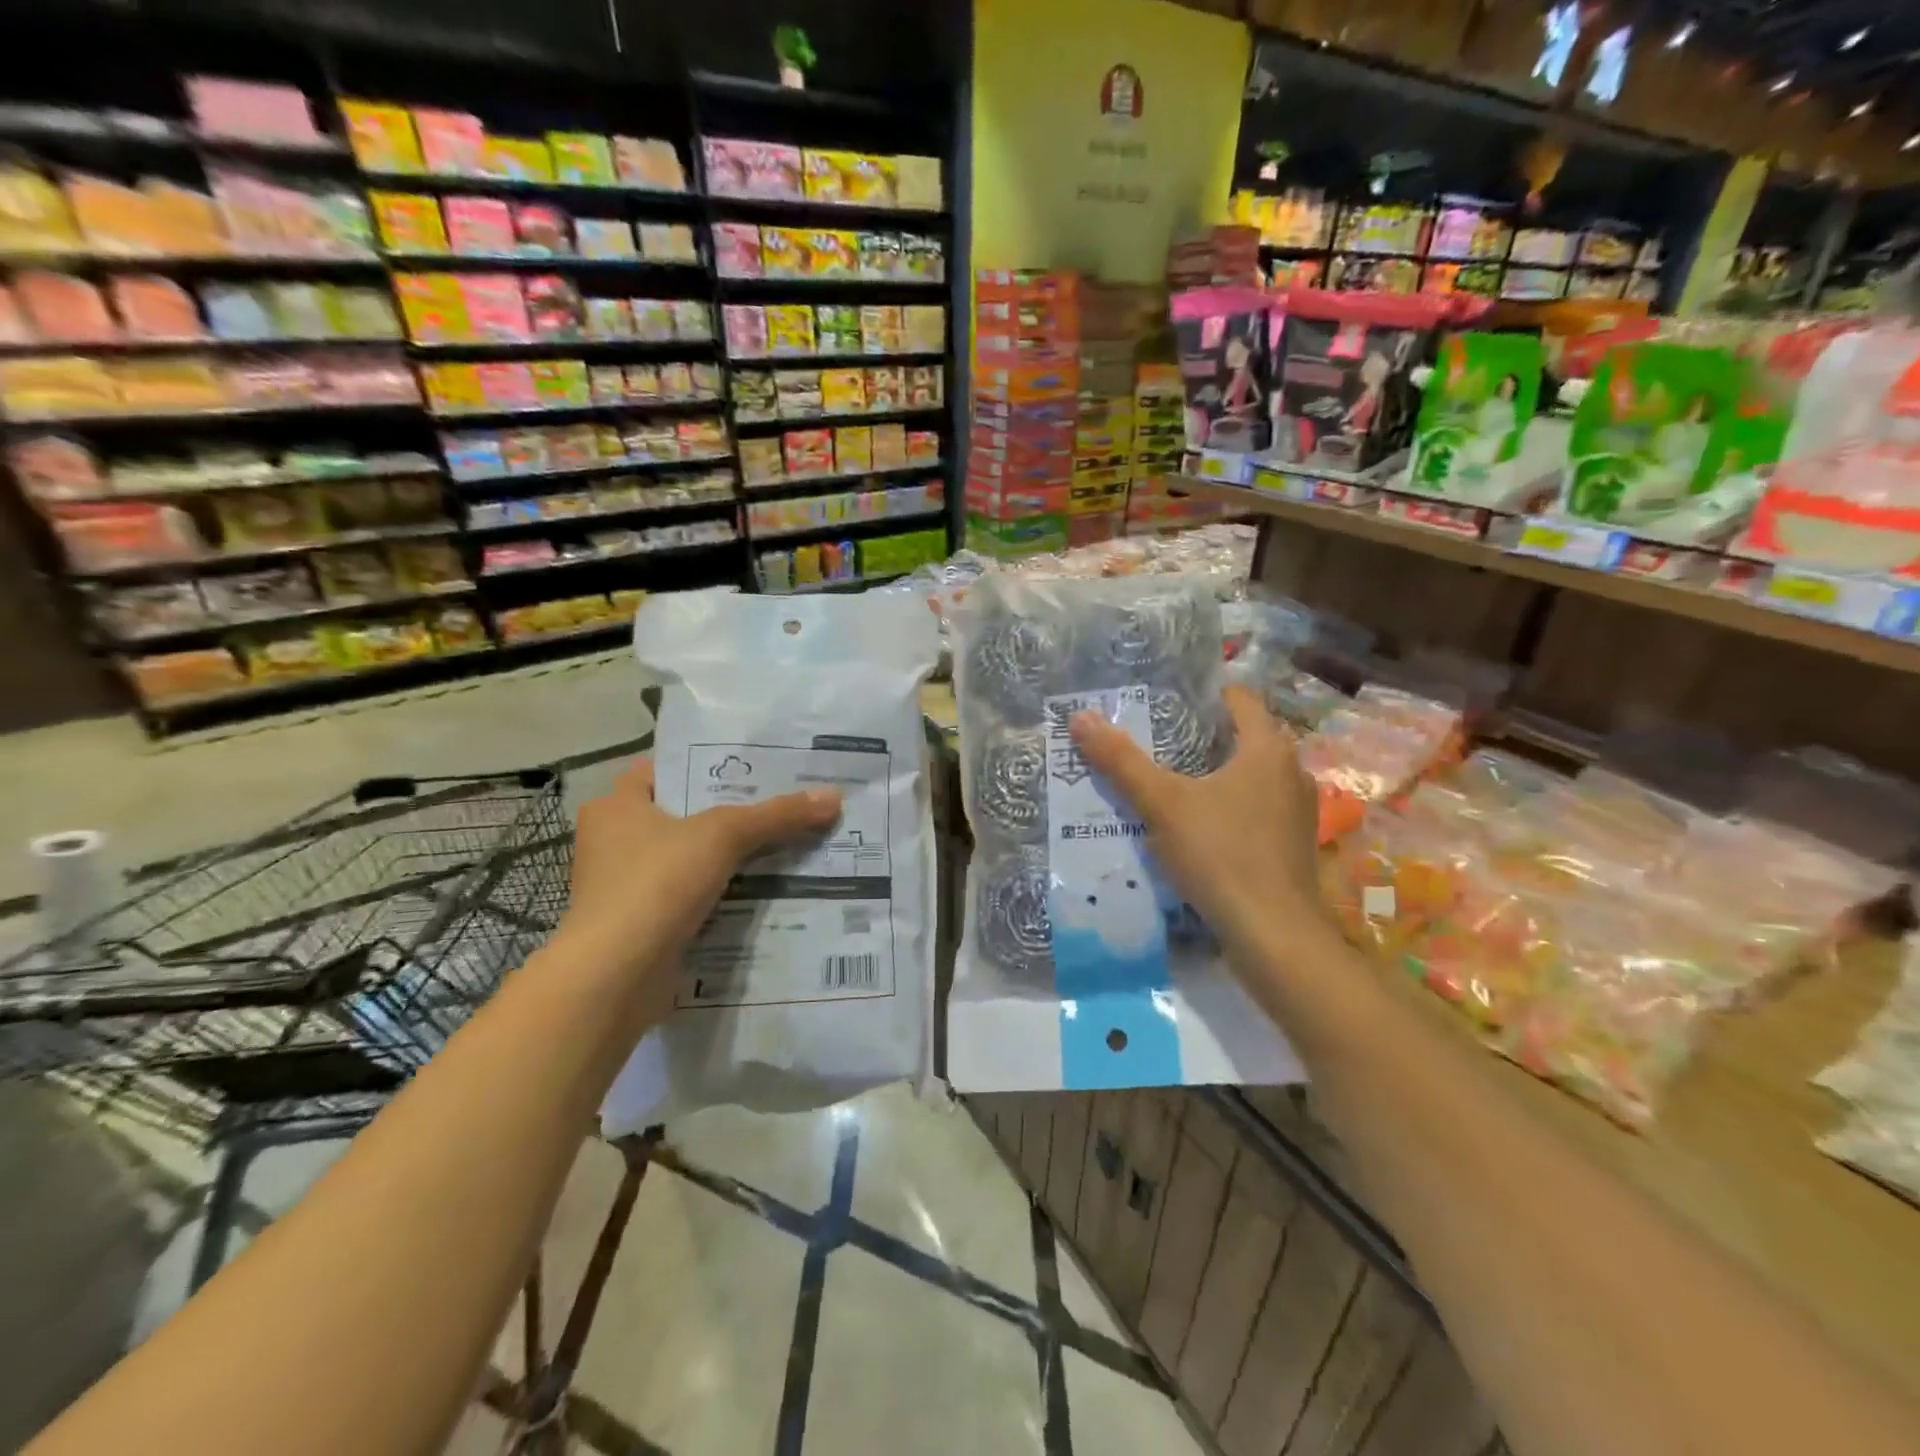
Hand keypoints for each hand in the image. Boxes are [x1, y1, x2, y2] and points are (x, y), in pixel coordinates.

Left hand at [555, 759, 841, 985]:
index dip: (709, 764)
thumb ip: (777, 815)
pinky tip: (766, 889)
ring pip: (692, 859)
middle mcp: (615, 841)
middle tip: (785, 802)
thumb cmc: (656, 884)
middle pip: (685, 815)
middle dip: (733, 812)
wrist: (616, 977)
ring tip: (787, 842)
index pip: (666, 770)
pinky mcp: (644, 924)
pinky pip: (693, 897)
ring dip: (732, 857)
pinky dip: (724, 894)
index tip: (757, 765)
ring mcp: (627, 887)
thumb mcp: (723, 835)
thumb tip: (834, 797)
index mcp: (616, 806)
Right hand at [1070, 685, 1330, 965]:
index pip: (1239, 698)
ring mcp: (1296, 811)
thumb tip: (1080, 717)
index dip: (1201, 694)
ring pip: (1249, 776)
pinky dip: (1226, 806)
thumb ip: (1121, 761)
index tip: (1162, 700)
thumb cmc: (1221, 854)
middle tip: (1153, 739)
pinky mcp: (1291, 845)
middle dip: (1199, 736)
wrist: (1273, 934)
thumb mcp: (1162, 804)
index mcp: (1268, 749)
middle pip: (1242, 737)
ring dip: (1212, 774)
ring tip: (1167, 781)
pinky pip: (1254, 808)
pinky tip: (1194, 825)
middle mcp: (1291, 772)